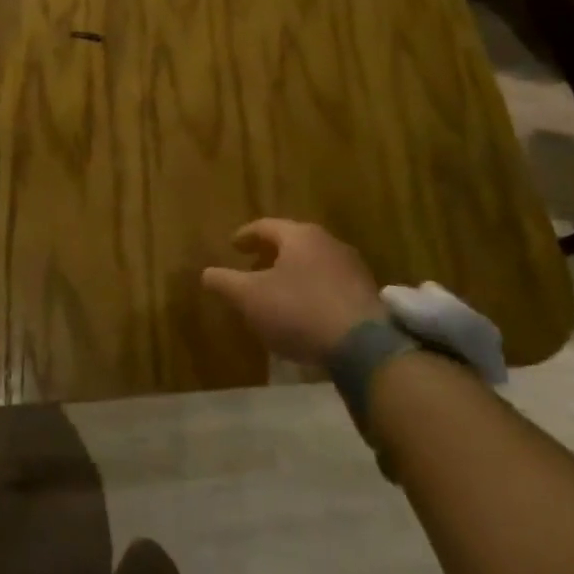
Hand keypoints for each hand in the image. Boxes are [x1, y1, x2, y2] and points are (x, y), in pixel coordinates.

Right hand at [202, 219, 386, 364]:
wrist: (363, 346)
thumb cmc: (299, 310)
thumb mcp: (250, 297)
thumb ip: (225, 282)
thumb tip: (206, 273)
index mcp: (299, 236)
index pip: (265, 226)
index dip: (246, 236)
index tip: (233, 246)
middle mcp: (328, 242)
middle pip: (292, 242)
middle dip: (270, 254)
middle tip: (253, 267)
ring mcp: (352, 267)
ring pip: (313, 262)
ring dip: (293, 273)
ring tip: (278, 292)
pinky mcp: (367, 293)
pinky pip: (330, 283)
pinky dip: (312, 289)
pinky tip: (305, 311)